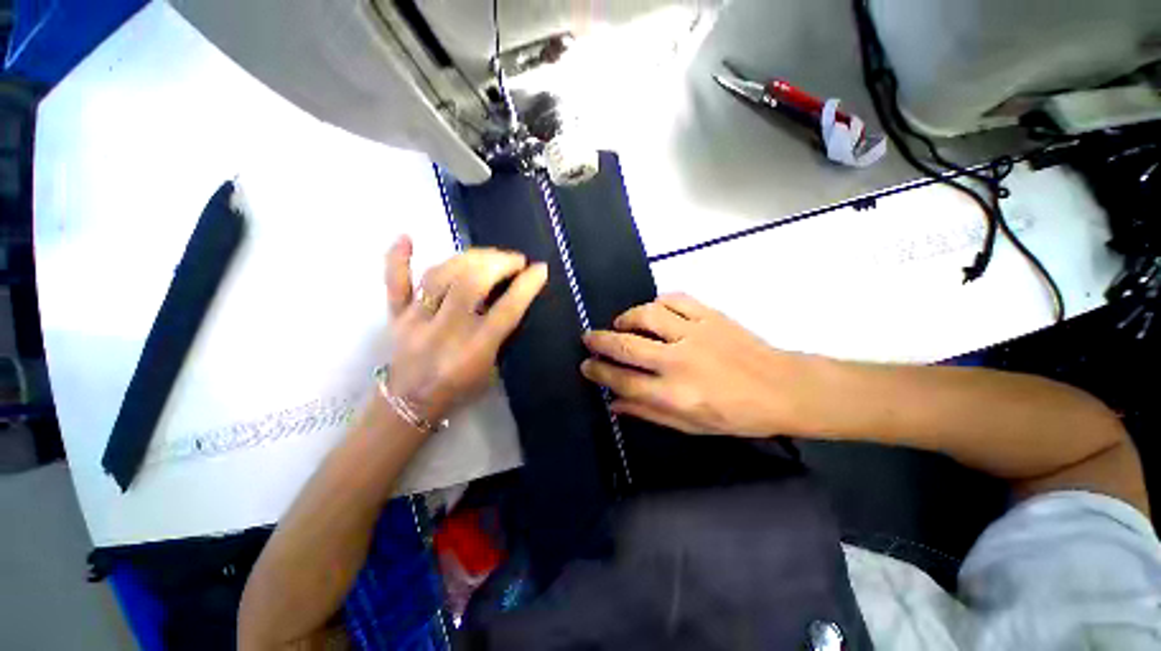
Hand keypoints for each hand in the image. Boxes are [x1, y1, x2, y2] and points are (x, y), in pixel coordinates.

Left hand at [384, 236, 547, 423]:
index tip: (540, 269)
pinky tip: (406, 237)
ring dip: (469, 258)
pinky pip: (395, 284)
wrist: (409, 405)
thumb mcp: (493, 369)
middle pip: (470, 284)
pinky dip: (398, 259)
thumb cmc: (460, 389)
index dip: (526, 286)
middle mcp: (445, 331)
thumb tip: (512, 298)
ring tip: (489, 254)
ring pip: (439, 276)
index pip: (506, 310)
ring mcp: (416, 321)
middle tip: (515, 260)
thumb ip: (501, 335)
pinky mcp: (396, 317)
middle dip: (498, 264)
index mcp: (474, 350)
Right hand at [580, 294, 814, 436]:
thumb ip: (649, 413)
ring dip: (626, 318)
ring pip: (647, 315)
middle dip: (600, 341)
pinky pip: (675, 299)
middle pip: (626, 345)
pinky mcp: (710, 316)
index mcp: (674, 394)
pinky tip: (653, 310)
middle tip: (589, 338)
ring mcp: (695, 333)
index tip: (587, 365)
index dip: (599, 372)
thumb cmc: (736, 415)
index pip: (623, 381)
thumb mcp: (691, 426)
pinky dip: (657, 302)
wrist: (782, 388)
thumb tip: (614, 403)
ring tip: (620, 323)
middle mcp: (679, 361)